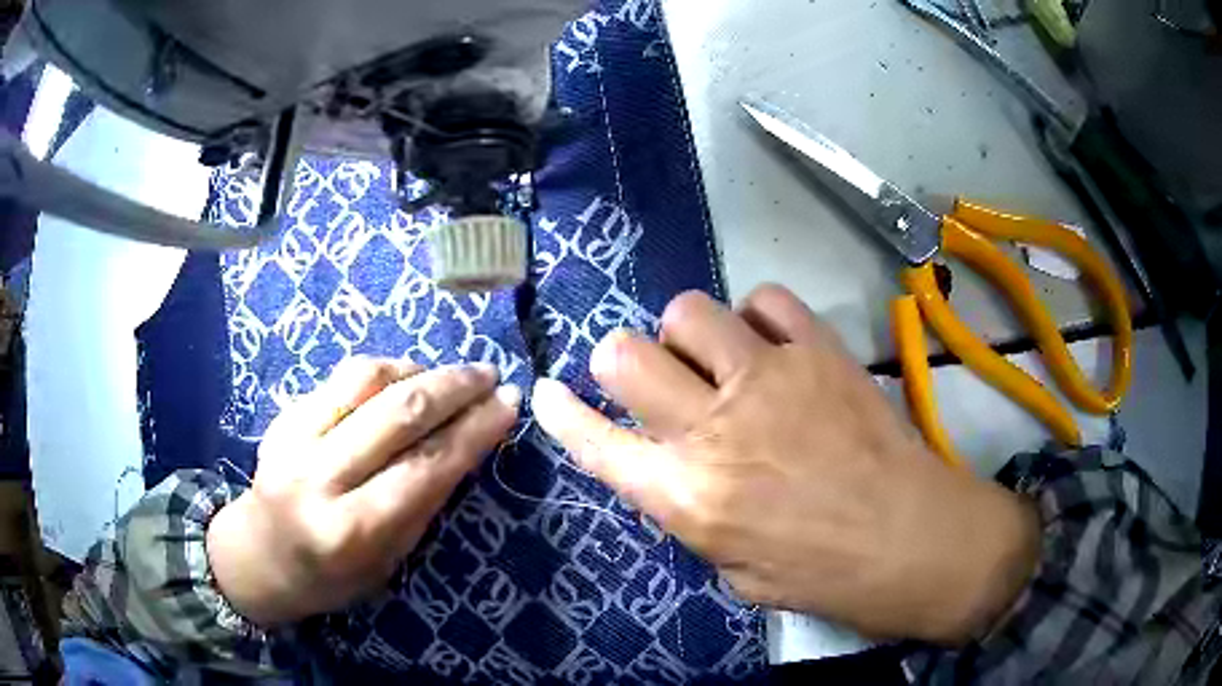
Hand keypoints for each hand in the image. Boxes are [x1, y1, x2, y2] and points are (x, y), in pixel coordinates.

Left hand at [208, 358, 519, 626]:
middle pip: (398, 414)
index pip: (426, 468)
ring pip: (366, 380)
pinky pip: (340, 377)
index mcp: (352, 530)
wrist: (257, 556)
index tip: (509, 403)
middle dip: (455, 387)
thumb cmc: (330, 577)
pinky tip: (403, 375)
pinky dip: (382, 369)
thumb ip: (421, 504)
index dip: (475, 430)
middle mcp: (320, 478)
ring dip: (418, 368)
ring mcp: (294, 439)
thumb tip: (465, 445)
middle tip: (488, 376)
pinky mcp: (283, 416)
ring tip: (447, 375)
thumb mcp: (387, 562)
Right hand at [532, 286, 1039, 643]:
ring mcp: (769, 378)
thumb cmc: (822, 575)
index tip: (547, 392)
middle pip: (625, 354)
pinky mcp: (819, 350)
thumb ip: (693, 511)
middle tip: (649, 377)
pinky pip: (766, 300)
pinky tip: (774, 345)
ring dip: (689, 333)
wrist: (913, 540)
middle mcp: (714, 429)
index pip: (595, 442)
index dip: (562, 413)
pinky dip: (759, 318)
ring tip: (717, 358)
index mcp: (686, 497)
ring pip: (689, 310)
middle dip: (620, 361)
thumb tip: (676, 466)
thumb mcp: (733, 569)